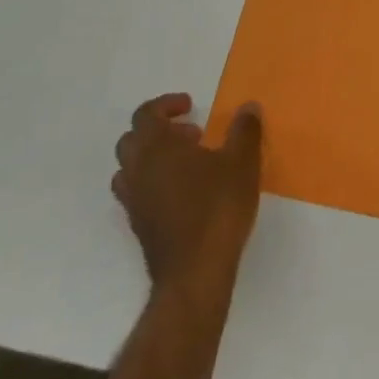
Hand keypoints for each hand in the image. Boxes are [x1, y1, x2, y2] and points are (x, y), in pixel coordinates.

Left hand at [113, 94, 263, 292]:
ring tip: (188, 163)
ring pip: (130, 168)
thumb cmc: (217, 208)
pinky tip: (185, 194)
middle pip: (132, 139)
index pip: (146, 114)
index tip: (191, 106)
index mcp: (156, 148)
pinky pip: (137, 193)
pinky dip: (155, 183)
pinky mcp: (139, 226)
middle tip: (193, 135)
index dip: (166, 104)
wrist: (194, 273)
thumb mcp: (242, 162)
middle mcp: (137, 171)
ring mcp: (134, 201)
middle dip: (160, 130)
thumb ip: (245, 130)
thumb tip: (248, 107)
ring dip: (154, 158)